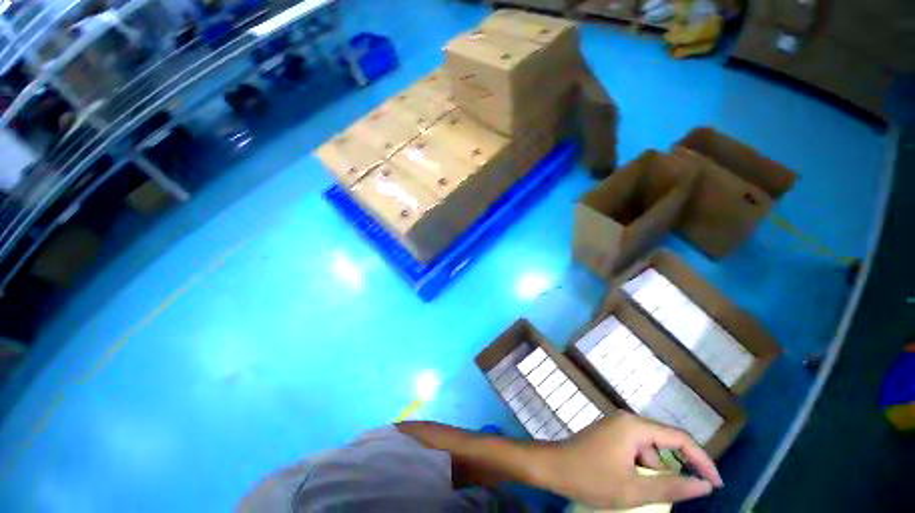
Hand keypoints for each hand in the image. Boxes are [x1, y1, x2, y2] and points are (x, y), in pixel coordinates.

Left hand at [536, 412, 722, 508]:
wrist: (553, 467)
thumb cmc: (591, 478)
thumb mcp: (634, 490)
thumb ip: (671, 486)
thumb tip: (705, 485)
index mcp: (634, 427)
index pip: (679, 438)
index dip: (702, 460)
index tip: (716, 484)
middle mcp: (627, 420)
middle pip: (665, 441)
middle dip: (679, 466)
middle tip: (688, 492)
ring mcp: (616, 425)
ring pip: (650, 448)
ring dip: (656, 470)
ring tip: (643, 491)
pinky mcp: (609, 434)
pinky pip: (636, 449)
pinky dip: (642, 466)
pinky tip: (631, 482)